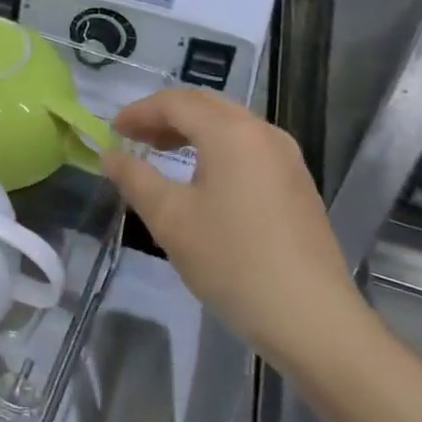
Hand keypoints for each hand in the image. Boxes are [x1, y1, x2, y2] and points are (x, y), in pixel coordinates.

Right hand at [101, 90, 370, 372]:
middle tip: (133, 137)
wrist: (312, 319)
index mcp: (231, 132)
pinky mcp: (297, 184)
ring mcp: (287, 158)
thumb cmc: (231, 261)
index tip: (111, 131)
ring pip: (229, 125)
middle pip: (205, 106)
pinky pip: (248, 147)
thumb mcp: (169, 219)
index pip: (175, 103)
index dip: (138, 112)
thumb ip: (134, 178)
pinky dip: (215, 148)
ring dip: (191, 130)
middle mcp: (263, 133)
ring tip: (160, 153)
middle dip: (164, 116)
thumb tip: (109, 155)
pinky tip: (201, 178)